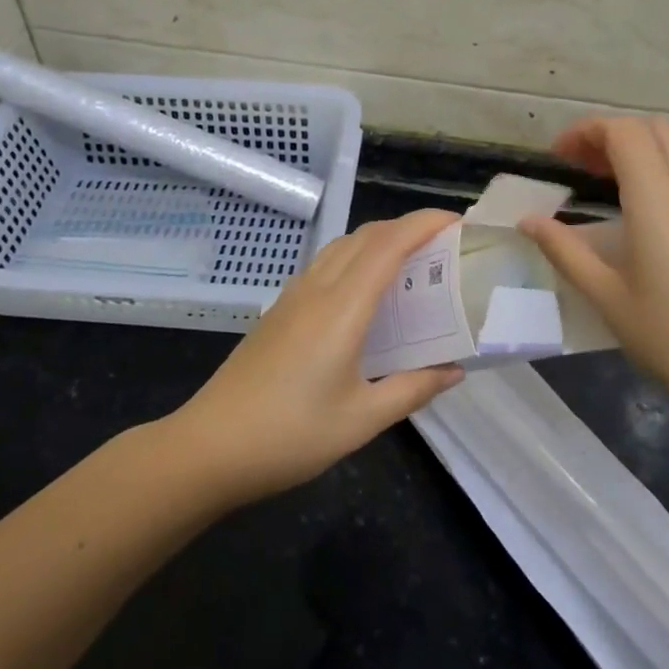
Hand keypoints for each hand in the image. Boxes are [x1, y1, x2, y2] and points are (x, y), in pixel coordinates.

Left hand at [170, 210, 465, 502]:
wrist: (210, 446)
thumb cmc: (290, 436)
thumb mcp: (362, 420)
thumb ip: (412, 389)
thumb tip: (454, 371)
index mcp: (341, 308)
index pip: (388, 245)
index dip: (424, 224)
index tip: (458, 222)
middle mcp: (317, 289)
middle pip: (366, 235)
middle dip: (407, 227)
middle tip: (444, 246)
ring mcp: (293, 296)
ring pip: (342, 246)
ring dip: (379, 240)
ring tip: (411, 263)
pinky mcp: (279, 310)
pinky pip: (325, 265)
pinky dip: (355, 258)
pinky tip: (366, 293)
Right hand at [519, 117, 668, 437]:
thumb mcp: (607, 297)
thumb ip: (564, 251)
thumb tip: (528, 221)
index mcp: (656, 199)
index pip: (623, 133)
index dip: (587, 131)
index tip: (559, 155)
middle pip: (655, 129)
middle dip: (613, 134)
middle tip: (582, 165)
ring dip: (646, 145)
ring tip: (616, 177)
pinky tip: (662, 202)